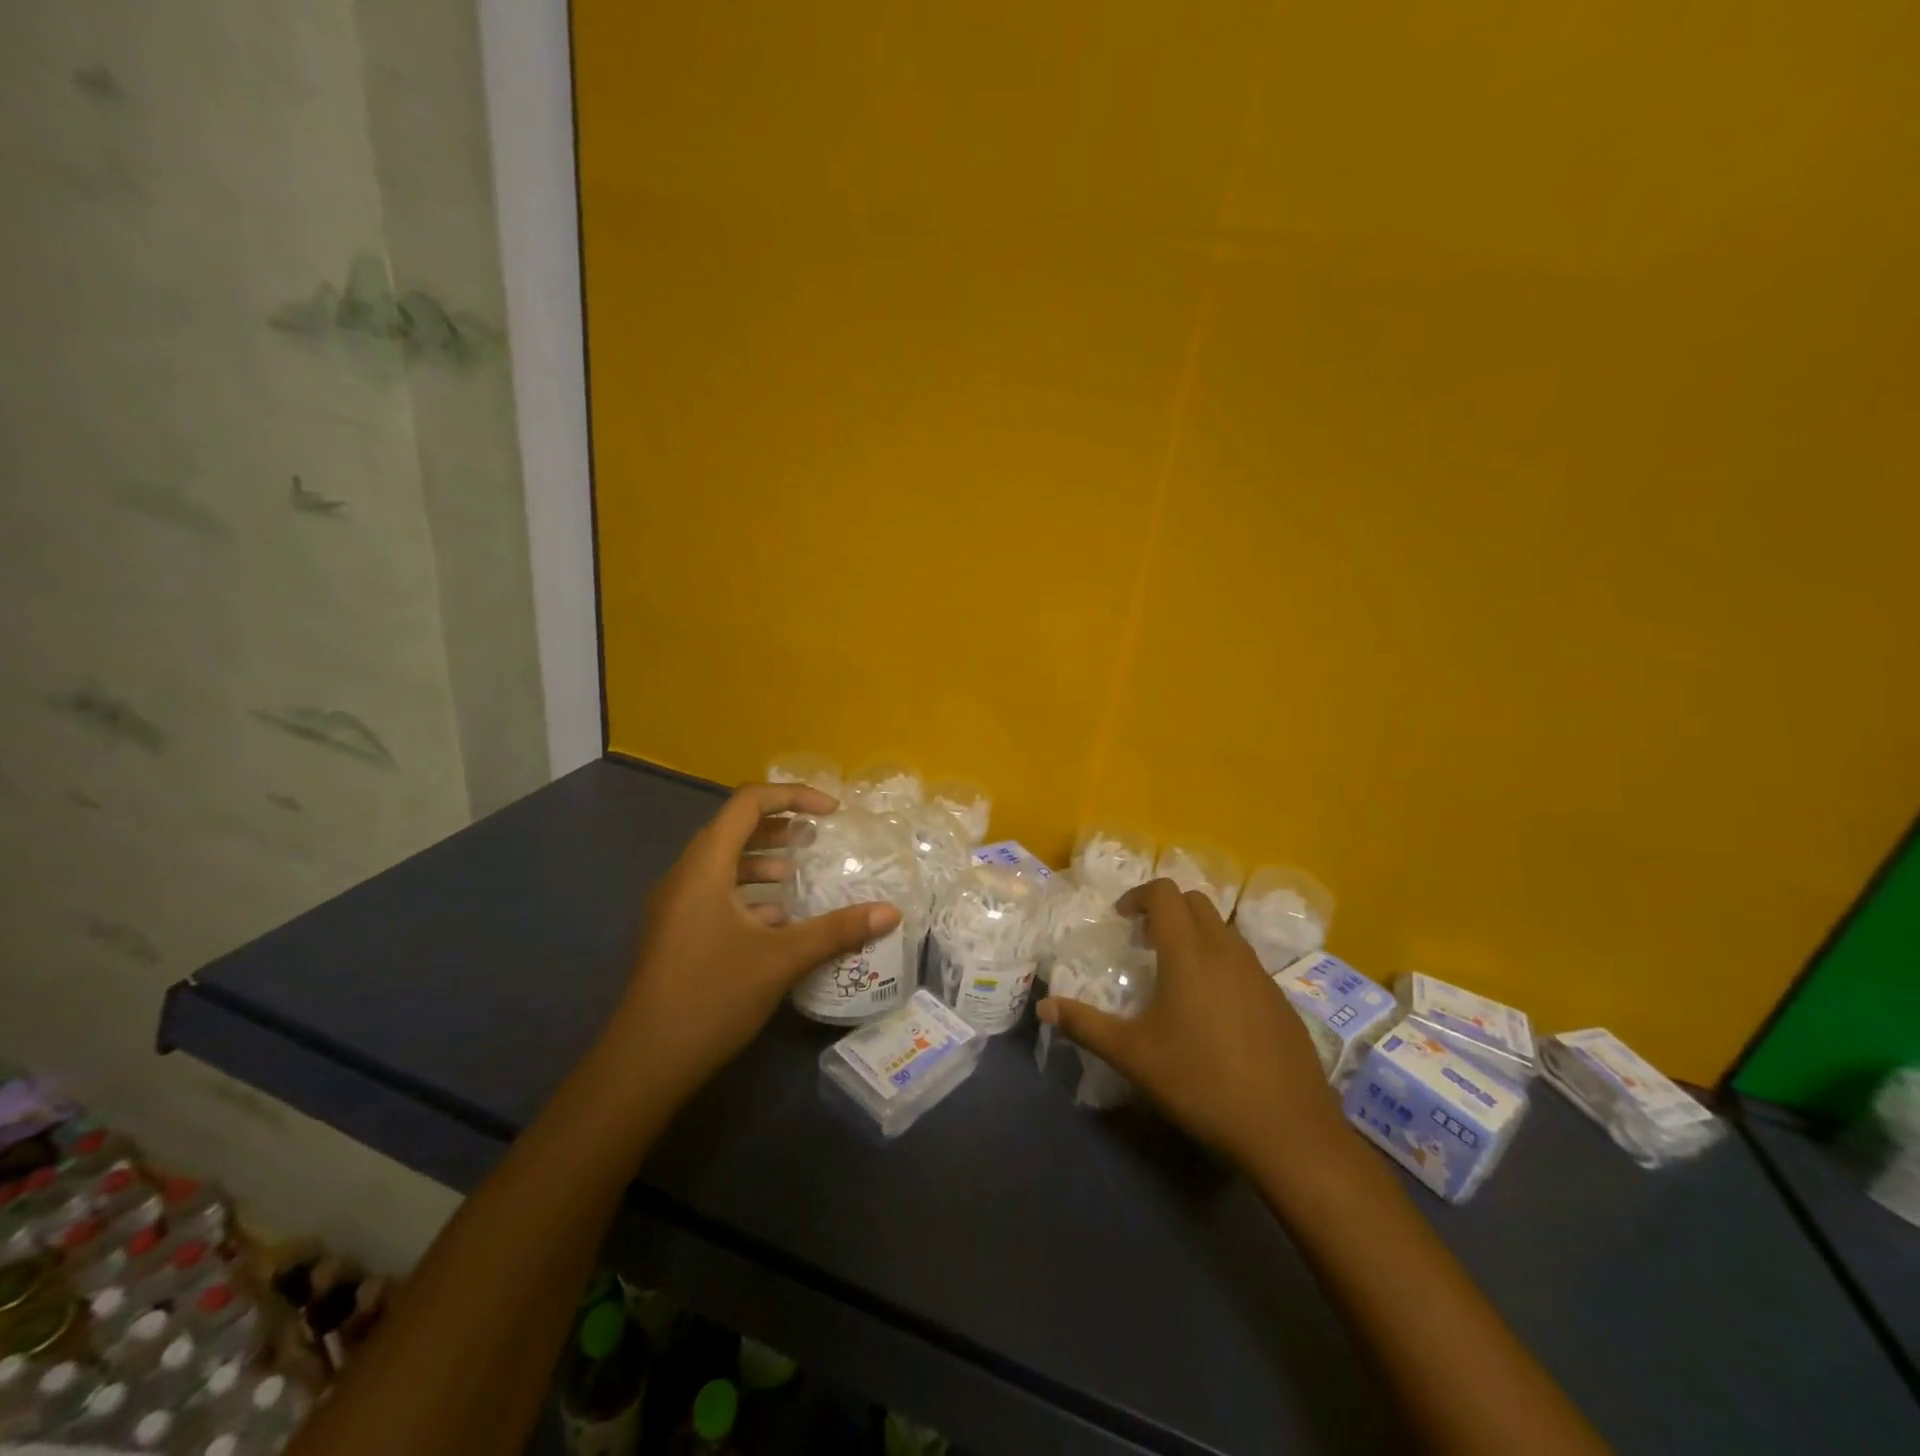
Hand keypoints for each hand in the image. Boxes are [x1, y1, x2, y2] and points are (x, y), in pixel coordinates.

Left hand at [609, 783, 900, 1100]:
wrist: (646, 1062)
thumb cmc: (712, 996)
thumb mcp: (782, 959)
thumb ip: (837, 930)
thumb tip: (890, 912)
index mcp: (705, 867)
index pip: (747, 803)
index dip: (792, 796)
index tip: (831, 811)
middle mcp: (685, 876)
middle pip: (733, 829)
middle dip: (778, 826)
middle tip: (817, 837)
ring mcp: (675, 906)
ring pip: (723, 863)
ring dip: (762, 859)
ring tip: (797, 873)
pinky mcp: (676, 932)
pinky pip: (715, 892)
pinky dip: (747, 891)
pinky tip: (776, 919)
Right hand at [1036, 879, 1348, 1176]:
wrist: (1288, 1130)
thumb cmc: (1202, 1083)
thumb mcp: (1134, 1056)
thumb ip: (1086, 1026)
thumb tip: (1044, 1007)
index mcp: (1189, 953)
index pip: (1165, 894)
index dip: (1138, 896)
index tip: (1121, 919)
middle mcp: (1227, 951)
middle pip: (1196, 902)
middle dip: (1166, 909)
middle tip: (1143, 941)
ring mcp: (1260, 973)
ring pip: (1223, 929)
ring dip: (1195, 934)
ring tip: (1174, 973)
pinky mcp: (1280, 998)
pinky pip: (1244, 960)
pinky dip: (1220, 961)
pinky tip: (1212, 1009)